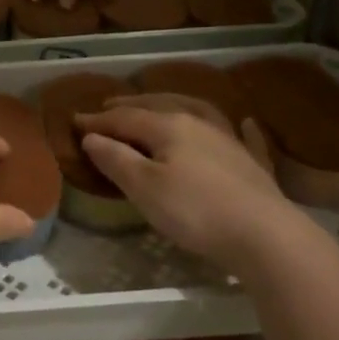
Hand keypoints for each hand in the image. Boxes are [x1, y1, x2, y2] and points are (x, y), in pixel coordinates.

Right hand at [77, 105, 285, 267]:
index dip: (98, 120)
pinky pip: (244, 137)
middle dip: (130, 106)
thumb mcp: (143, 187)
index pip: (124, 117)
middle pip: (159, 107)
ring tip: (159, 104)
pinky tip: (245, 123)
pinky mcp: (251, 163)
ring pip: (197, 113)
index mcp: (168, 126)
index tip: (74, 120)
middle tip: (108, 105)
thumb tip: (91, 136)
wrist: (264, 234)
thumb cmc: (194, 211)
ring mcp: (229, 140)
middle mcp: (198, 123)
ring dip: (172, 106)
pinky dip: (241, 128)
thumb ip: (116, 159)